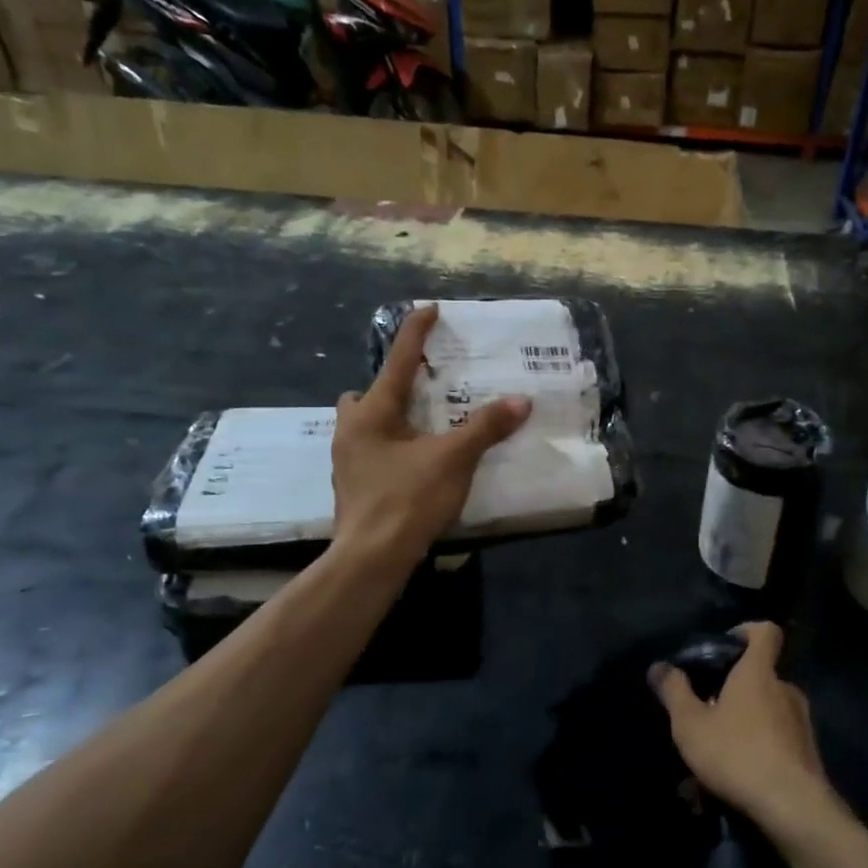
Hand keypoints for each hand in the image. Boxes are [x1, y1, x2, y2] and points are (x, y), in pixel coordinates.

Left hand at [331, 305, 529, 569]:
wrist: (371, 558)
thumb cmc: (408, 499)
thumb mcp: (454, 458)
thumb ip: (486, 426)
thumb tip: (521, 400)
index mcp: (372, 412)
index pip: (398, 359)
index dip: (416, 332)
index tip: (429, 309)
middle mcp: (351, 429)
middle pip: (366, 393)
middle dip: (391, 386)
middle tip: (423, 391)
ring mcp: (347, 459)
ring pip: (365, 424)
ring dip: (389, 418)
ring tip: (423, 427)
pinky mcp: (352, 485)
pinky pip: (371, 449)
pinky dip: (391, 445)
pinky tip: (414, 461)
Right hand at [648, 622, 836, 837]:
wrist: (793, 808)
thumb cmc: (737, 753)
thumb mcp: (691, 724)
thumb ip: (674, 692)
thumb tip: (658, 666)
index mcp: (759, 673)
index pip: (765, 631)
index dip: (747, 631)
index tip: (725, 645)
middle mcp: (785, 690)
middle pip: (760, 676)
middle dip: (734, 692)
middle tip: (706, 714)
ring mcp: (800, 722)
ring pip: (766, 714)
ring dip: (742, 727)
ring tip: (714, 757)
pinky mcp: (807, 754)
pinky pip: (776, 743)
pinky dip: (755, 753)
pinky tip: (733, 783)